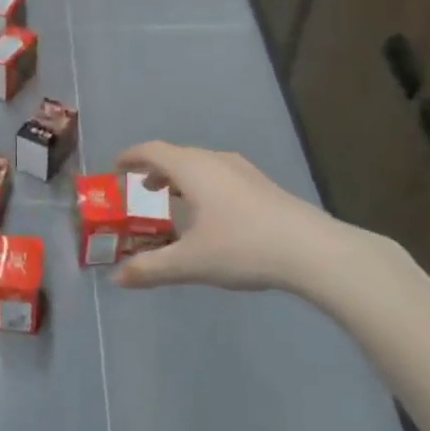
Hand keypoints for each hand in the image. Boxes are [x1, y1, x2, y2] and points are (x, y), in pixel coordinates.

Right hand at [111, 141, 362, 298]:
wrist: (314, 252)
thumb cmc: (243, 248)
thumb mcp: (189, 263)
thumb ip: (150, 269)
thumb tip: (117, 279)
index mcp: (193, 169)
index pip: (152, 151)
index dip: (130, 157)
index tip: (114, 168)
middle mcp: (216, 161)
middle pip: (177, 156)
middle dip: (155, 170)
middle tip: (140, 189)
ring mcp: (245, 172)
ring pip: (202, 165)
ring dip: (181, 178)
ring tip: (174, 201)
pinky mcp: (264, 187)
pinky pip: (221, 176)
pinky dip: (203, 186)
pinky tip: (211, 215)